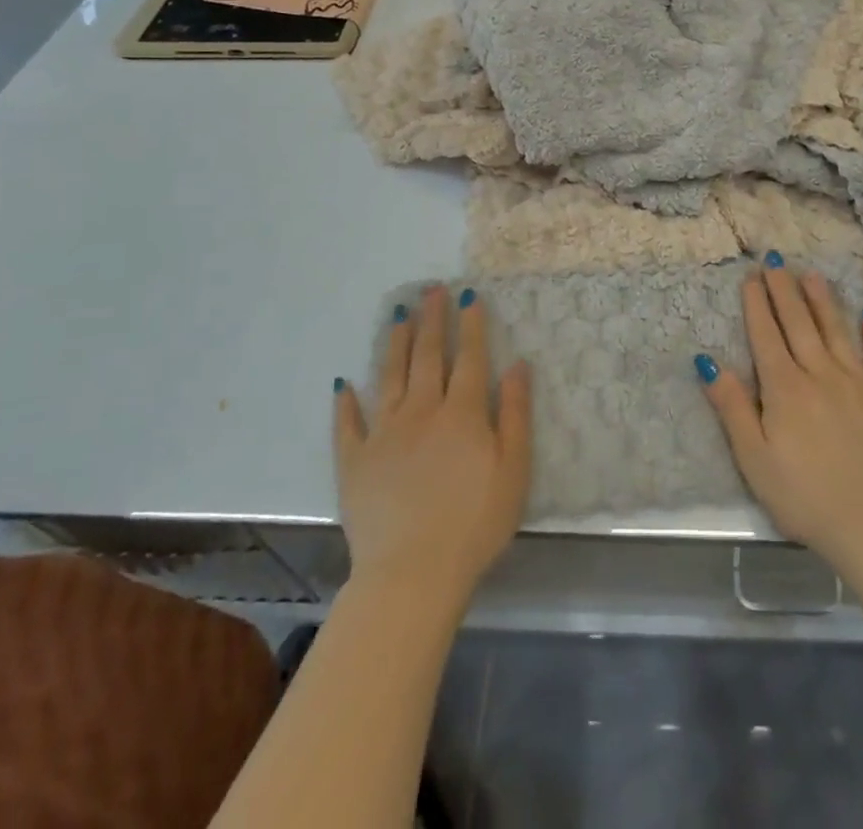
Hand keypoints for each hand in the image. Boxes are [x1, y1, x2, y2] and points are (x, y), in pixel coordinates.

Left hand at [336, 286, 530, 597]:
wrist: (413, 573)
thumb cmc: (476, 522)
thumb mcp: (514, 469)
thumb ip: (517, 413)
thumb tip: (518, 364)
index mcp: (462, 413)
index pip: (469, 357)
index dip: (471, 325)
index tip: (468, 296)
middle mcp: (421, 411)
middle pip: (427, 356)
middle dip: (431, 320)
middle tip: (430, 289)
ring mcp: (384, 434)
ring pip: (389, 377)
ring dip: (394, 344)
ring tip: (397, 315)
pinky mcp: (355, 462)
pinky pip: (348, 425)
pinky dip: (345, 403)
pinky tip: (343, 384)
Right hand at [698, 262, 862, 571]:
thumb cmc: (804, 496)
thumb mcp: (754, 458)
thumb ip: (732, 406)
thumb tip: (708, 360)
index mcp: (786, 388)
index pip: (767, 336)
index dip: (757, 304)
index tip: (751, 276)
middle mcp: (821, 374)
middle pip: (799, 324)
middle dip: (784, 290)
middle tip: (776, 260)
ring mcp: (859, 383)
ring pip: (837, 331)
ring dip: (823, 300)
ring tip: (812, 274)